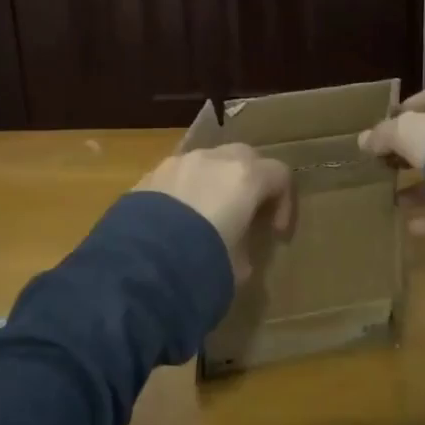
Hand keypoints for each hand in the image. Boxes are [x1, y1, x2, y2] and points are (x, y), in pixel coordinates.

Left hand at [135, 144, 293, 282]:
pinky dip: (187, 189)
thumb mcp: (239, 267)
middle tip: (247, 213)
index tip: (275, 233)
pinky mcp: (151, 174)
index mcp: (244, 177)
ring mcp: (179, 162)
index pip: (279, 174)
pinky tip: (177, 221)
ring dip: (216, 182)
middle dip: (251, 181)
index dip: (285, 202)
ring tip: (208, 217)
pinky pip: (179, 174)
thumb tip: (236, 246)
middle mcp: (213, 159)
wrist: (140, 266)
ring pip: (208, 161)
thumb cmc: (202, 264)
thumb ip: (245, 246)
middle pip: (244, 157)